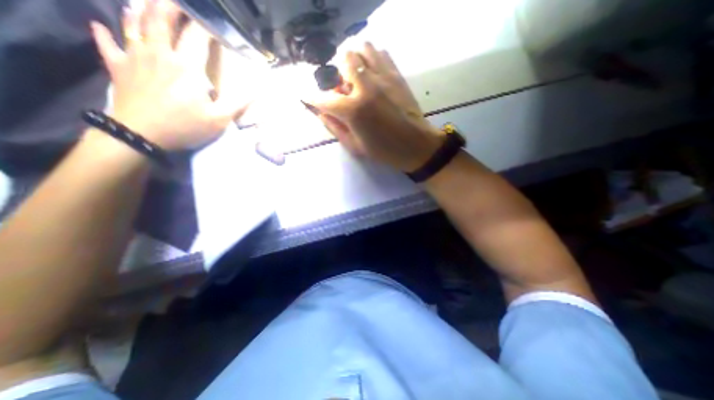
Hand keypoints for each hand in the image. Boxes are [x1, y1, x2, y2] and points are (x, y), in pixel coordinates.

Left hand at [91, 0, 248, 149]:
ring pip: (134, 24)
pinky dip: (104, 34)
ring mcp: (135, 57)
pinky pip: (108, 44)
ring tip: (143, 3)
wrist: (141, 134)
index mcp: (187, 67)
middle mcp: (160, 53)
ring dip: (139, 11)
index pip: (198, 37)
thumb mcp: (219, 119)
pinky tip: (102, 27)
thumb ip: (238, 102)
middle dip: (169, 5)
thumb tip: (257, 89)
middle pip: (161, 19)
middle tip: (177, 1)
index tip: (214, 26)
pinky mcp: (118, 67)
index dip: (207, 27)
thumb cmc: (185, 126)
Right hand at [310, 42, 444, 171]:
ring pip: (362, 50)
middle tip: (344, 89)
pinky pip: (381, 53)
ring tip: (358, 80)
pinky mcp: (396, 75)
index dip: (313, 98)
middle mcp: (366, 87)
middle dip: (339, 74)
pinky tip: (373, 74)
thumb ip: (335, 128)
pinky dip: (372, 59)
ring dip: (355, 63)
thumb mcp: (355, 146)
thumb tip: (322, 113)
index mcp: (353, 110)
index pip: (324, 98)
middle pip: (344, 60)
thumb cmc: (384, 151)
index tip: (309, 99)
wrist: (415, 145)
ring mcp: (383, 77)